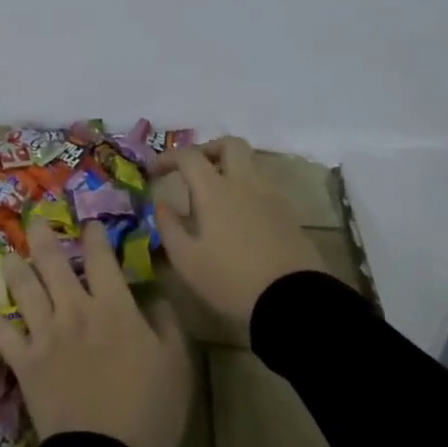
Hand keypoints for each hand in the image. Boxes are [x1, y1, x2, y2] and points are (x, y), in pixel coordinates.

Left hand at [0, 219, 192, 446]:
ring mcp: (45, 333)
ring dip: (14, 268)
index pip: (100, 257)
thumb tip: (156, 296)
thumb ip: (168, 324)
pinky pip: (0, 334)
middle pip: (52, 261)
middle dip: (42, 234)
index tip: (90, 225)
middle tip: (35, 219)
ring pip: (22, 287)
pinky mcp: (24, 361)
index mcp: (114, 306)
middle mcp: (74, 309)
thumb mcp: (177, 365)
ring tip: (9, 256)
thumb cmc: (150, 411)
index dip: (93, 235)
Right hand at [153, 137, 322, 329]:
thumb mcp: (187, 260)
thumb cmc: (231, 279)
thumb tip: (161, 205)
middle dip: (209, 149)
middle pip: (231, 145)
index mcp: (215, 190)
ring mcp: (271, 197)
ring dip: (231, 169)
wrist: (293, 301)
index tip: (154, 171)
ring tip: (216, 196)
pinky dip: (248, 191)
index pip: (189, 156)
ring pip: (251, 165)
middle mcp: (245, 184)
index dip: (168, 157)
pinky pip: (265, 188)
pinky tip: (241, 218)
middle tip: (194, 170)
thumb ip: (169, 228)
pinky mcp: (289, 215)